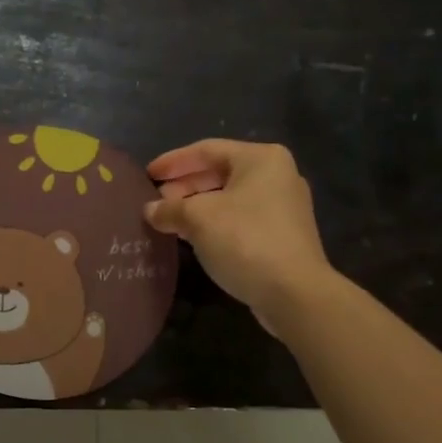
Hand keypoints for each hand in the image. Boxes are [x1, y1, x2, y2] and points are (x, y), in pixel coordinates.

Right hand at [145, 140, 332, 330]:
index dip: (173, 161)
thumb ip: (170, 209)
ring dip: (197, 206)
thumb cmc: (245, 240)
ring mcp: (284, 207)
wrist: (294, 293)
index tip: (147, 174)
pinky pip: (240, 218)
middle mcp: (277, 175)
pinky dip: (215, 222)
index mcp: (261, 159)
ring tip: (169, 218)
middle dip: (185, 185)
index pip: (206, 150)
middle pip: (220, 172)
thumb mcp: (198, 219)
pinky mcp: (283, 235)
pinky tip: (193, 236)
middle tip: (156, 199)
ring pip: (229, 197)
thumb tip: (150, 210)